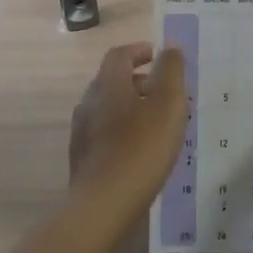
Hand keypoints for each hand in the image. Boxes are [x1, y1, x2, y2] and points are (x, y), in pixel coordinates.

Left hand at [68, 42, 188, 217]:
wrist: (104, 205)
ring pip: (107, 108)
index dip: (137, 50)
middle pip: (111, 81)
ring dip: (130, 106)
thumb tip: (170, 47)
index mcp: (108, 85)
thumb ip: (171, 71)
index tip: (156, 54)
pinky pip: (104, 133)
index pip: (118, 55)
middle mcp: (89, 103)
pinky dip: (123, 129)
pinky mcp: (83, 159)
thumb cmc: (141, 148)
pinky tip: (139, 148)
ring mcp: (81, 133)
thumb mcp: (167, 104)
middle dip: (136, 79)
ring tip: (156, 121)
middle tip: (163, 90)